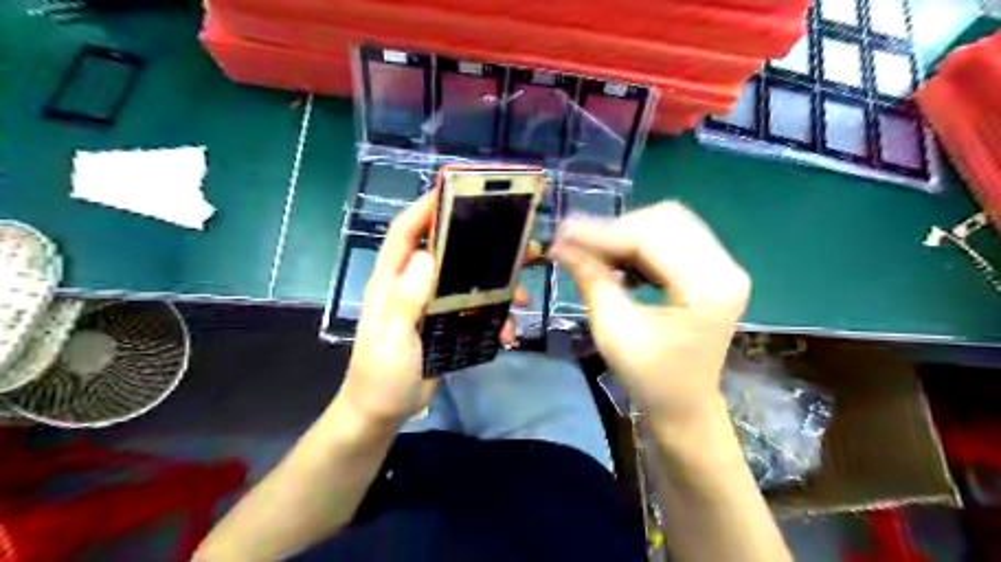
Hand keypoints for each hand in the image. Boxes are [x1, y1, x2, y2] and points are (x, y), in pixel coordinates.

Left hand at [339, 193, 529, 424]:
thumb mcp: (391, 339)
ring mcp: (430, 303)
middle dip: (479, 243)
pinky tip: (508, 332)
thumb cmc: (380, 375)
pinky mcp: (445, 322)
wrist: (383, 411)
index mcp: (392, 280)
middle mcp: (412, 284)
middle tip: (515, 243)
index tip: (457, 190)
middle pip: (446, 250)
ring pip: (468, 279)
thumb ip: (404, 300)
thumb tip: (427, 255)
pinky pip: (475, 309)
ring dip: (496, 285)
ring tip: (521, 296)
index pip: (406, 231)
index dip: (427, 206)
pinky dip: (494, 316)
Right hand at [546, 202, 750, 425]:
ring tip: (598, 251)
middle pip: (665, 219)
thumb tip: (561, 244)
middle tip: (579, 245)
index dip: (601, 233)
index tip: (563, 234)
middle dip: (615, 228)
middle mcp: (726, 269)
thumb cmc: (650, 378)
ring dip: (629, 230)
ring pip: (671, 221)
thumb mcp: (613, 330)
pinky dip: (643, 239)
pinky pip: (677, 234)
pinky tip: (622, 257)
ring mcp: (726, 266)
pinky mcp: (717, 269)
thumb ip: (591, 280)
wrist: (685, 404)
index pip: (648, 239)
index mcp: (706, 290)